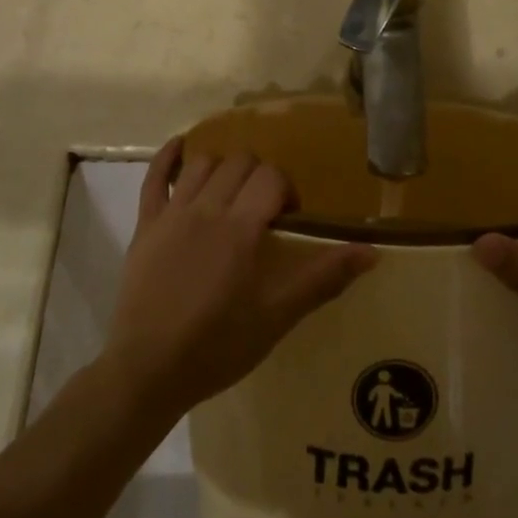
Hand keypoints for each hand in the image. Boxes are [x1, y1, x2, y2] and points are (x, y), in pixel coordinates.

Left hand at [103, 140, 375, 419]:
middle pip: (240, 163)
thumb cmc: (219, 345)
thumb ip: (323, 278)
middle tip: (262, 210)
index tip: (287, 219)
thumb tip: (371, 252)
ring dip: (223, 168)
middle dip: (259, 177)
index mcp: (241, 227)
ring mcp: (172, 213)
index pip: (271, 177)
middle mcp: (207, 208)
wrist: (149, 369)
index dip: (286, 190)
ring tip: (230, 193)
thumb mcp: (278, 316)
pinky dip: (168, 157)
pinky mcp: (145, 225)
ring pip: (202, 163)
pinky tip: (180, 148)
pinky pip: (153, 178)